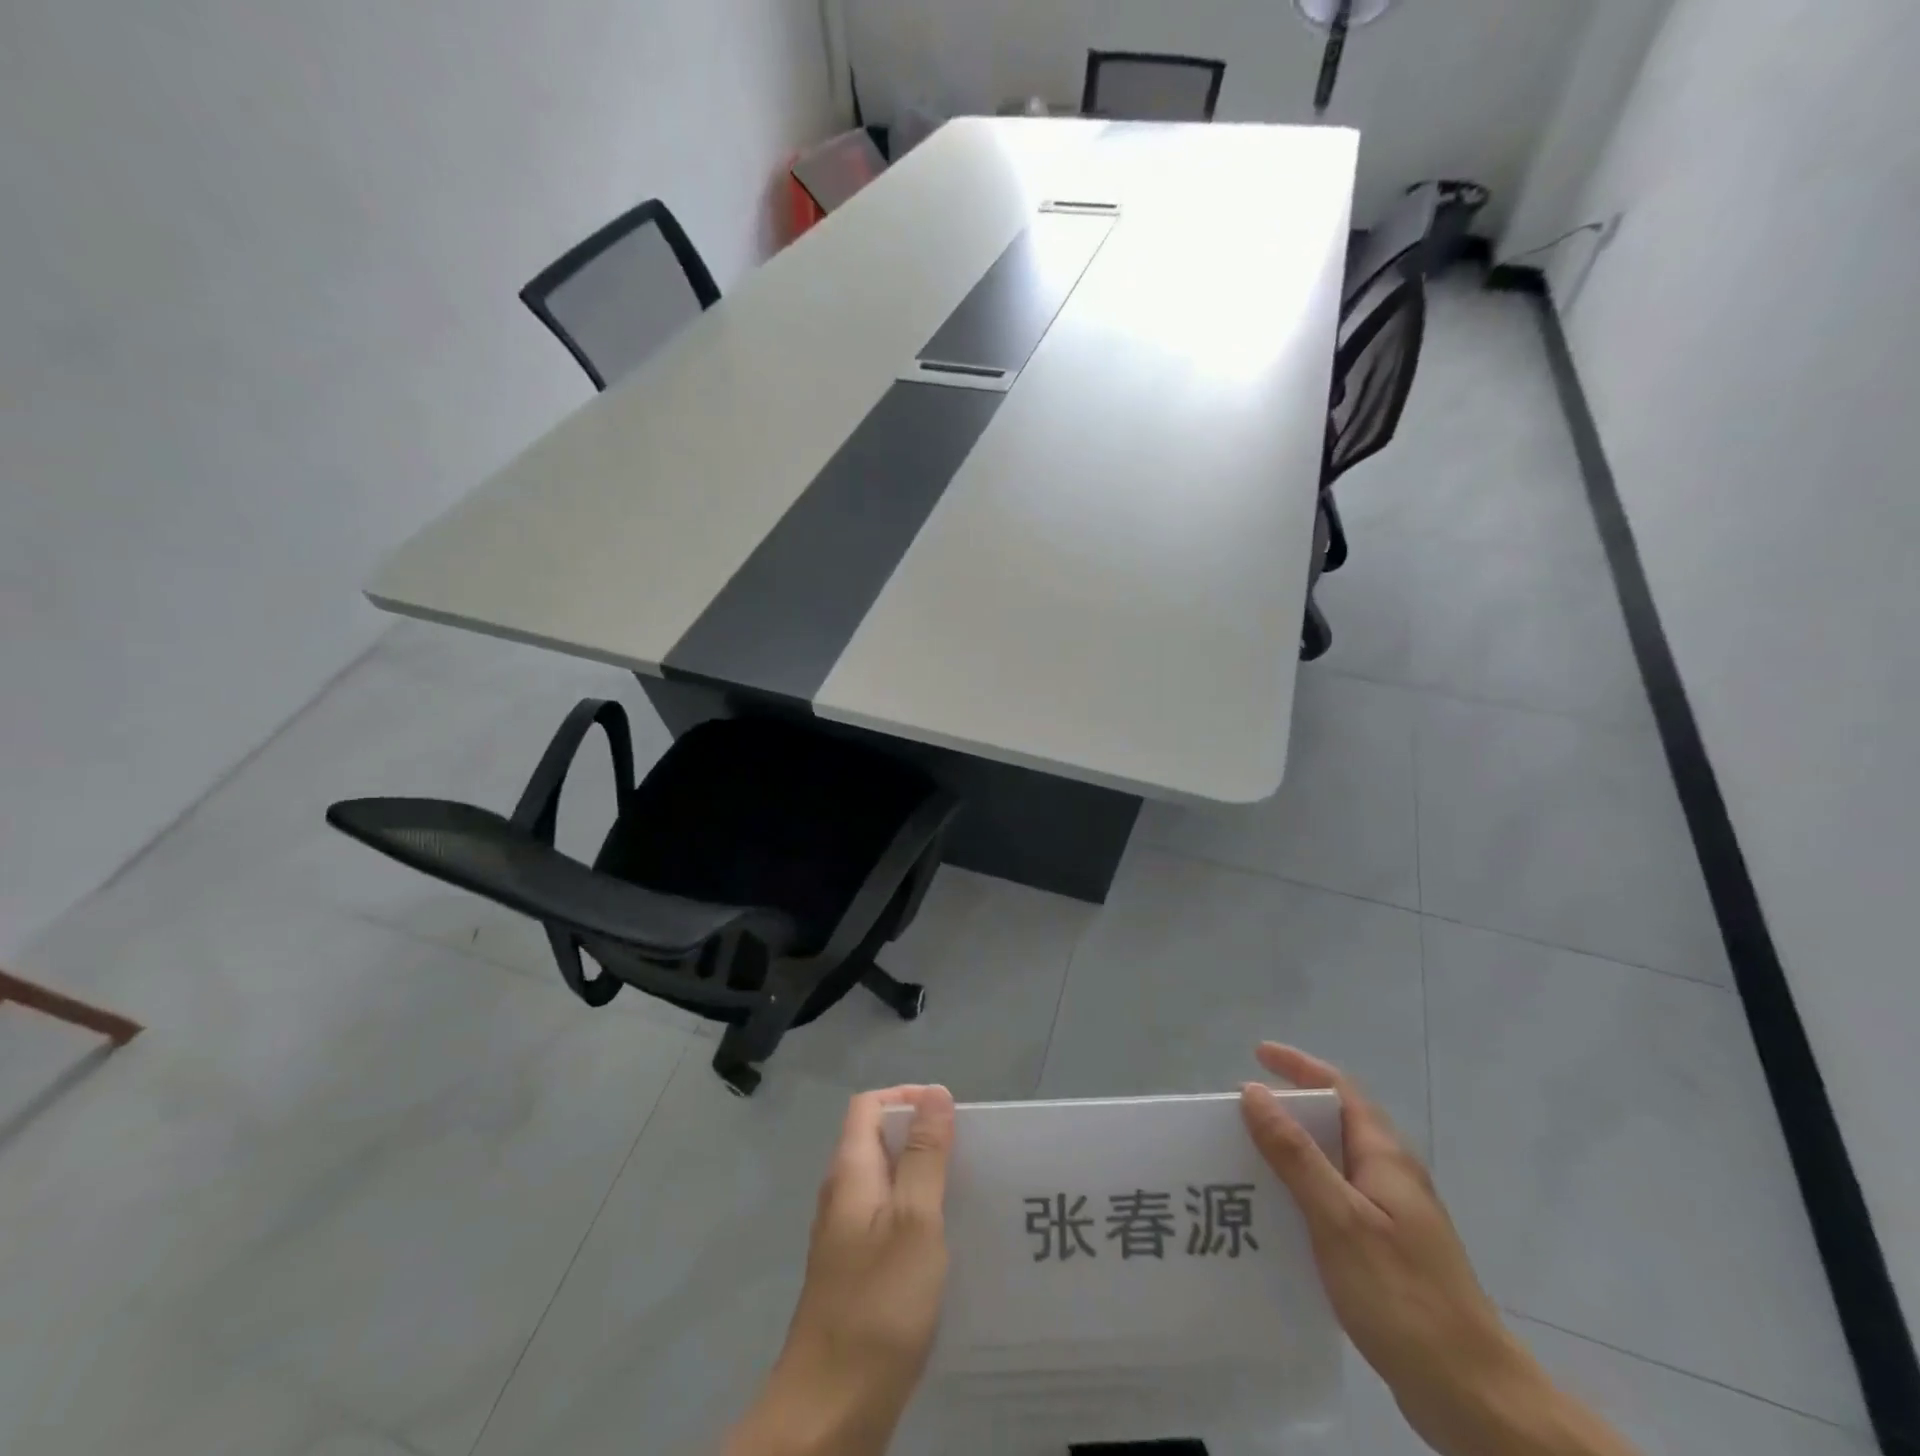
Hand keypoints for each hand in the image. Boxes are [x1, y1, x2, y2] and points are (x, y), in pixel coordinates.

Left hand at [725, 1085, 955, 1455]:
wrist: (829, 1410)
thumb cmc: (878, 1305)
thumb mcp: (914, 1221)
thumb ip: (925, 1156)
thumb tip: (935, 1094)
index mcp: (850, 1172)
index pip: (869, 1106)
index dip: (907, 1098)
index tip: (950, 1115)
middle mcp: (842, 1195)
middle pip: (878, 1140)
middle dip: (922, 1136)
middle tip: (969, 1154)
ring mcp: (845, 1236)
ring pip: (886, 1182)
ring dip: (922, 1176)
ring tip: (967, 1192)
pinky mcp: (855, 1272)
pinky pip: (887, 1220)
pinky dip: (916, 1215)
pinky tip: (946, 1243)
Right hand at [1240, 1044, 1548, 1455]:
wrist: (1475, 1399)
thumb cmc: (1404, 1297)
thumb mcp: (1339, 1219)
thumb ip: (1295, 1154)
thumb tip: (1253, 1092)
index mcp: (1385, 1158)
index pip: (1340, 1089)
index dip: (1299, 1066)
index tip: (1257, 1055)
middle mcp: (1392, 1178)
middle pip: (1336, 1123)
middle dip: (1288, 1110)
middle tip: (1238, 1114)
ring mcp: (1393, 1217)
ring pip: (1334, 1164)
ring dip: (1291, 1153)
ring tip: (1245, 1159)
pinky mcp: (1388, 1253)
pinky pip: (1336, 1202)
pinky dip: (1303, 1193)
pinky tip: (1277, 1217)